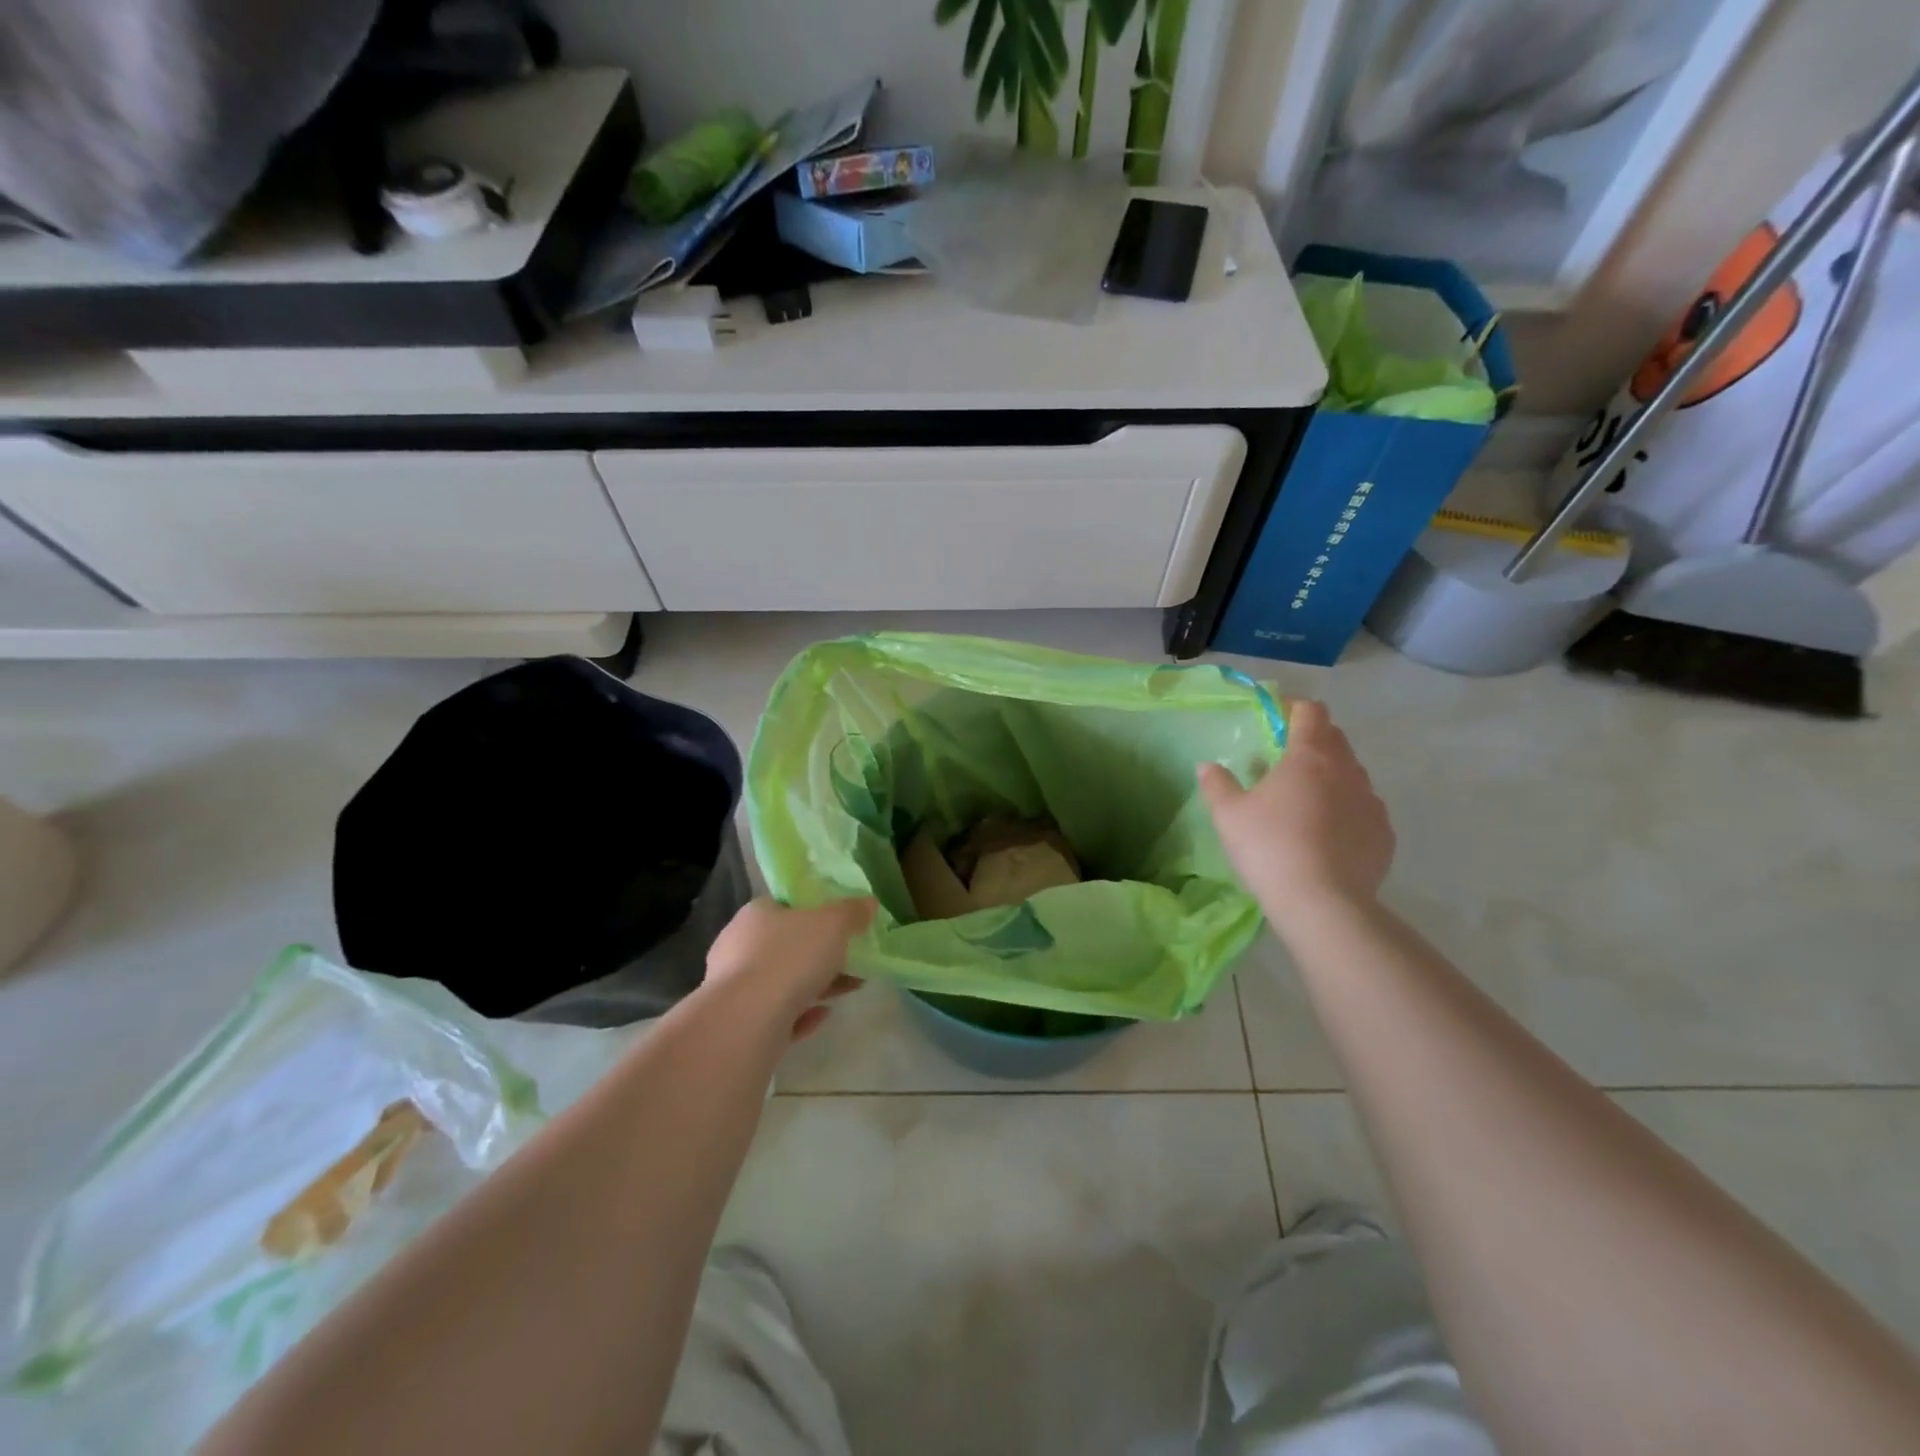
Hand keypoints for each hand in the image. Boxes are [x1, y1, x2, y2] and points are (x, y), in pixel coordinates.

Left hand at [704, 897, 875, 1039]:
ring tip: (850, 988)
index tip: (842, 927)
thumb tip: (868, 902)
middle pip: (787, 945)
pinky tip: (824, 1015)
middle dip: (821, 955)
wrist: (746, 1022)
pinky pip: (777, 1014)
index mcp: (756, 914)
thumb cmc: (789, 958)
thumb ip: (852, 912)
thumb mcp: (832, 925)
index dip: (815, 913)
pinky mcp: (739, 1023)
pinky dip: (801, 1013)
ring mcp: (735, 987)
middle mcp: (739, 946)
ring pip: (783, 981)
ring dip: (817, 984)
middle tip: (853, 960)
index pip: (786, 906)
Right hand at [1198, 700, 1394, 931]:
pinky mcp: (1384, 834)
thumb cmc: (1269, 847)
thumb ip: (1217, 784)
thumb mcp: (1228, 815)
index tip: (1276, 717)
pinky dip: (1347, 810)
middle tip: (1285, 760)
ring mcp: (1371, 802)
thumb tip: (1207, 765)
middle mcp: (1347, 771)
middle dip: (1313, 740)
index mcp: (1309, 757)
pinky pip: (1364, 809)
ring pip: (1352, 774)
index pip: (1311, 712)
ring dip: (1331, 776)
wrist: (1322, 903)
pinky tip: (1328, 834)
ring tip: (1306, 801)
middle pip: (1335, 739)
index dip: (1294, 708)